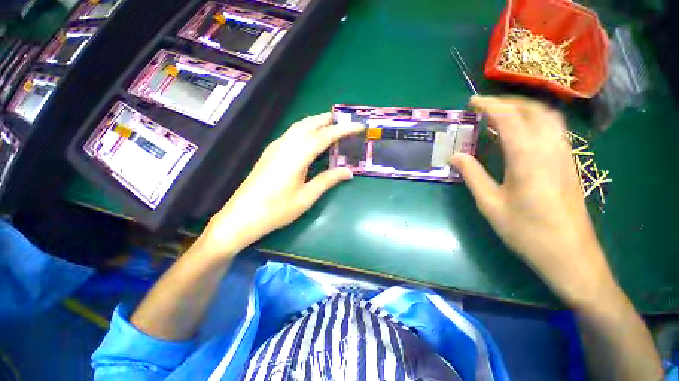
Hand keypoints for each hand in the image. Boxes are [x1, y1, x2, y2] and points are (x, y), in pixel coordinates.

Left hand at [200, 113, 363, 256]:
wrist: (242, 216)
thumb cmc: (277, 209)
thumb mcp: (306, 196)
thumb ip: (328, 180)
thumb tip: (349, 171)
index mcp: (297, 155)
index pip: (325, 135)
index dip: (343, 129)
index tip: (358, 126)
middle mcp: (285, 145)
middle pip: (308, 124)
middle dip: (327, 120)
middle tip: (343, 122)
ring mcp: (275, 147)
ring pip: (298, 127)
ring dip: (315, 123)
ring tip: (329, 127)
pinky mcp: (269, 153)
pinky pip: (290, 135)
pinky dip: (304, 131)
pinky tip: (309, 140)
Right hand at [451, 96, 615, 304]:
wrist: (570, 255)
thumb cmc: (526, 232)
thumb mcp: (490, 205)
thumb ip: (472, 175)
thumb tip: (455, 156)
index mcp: (528, 159)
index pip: (510, 119)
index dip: (490, 106)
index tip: (472, 102)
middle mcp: (550, 149)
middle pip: (533, 110)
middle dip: (507, 102)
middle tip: (484, 106)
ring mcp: (565, 155)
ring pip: (547, 116)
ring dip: (523, 107)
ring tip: (501, 112)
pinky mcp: (569, 162)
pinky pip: (554, 128)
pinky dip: (536, 119)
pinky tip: (523, 130)